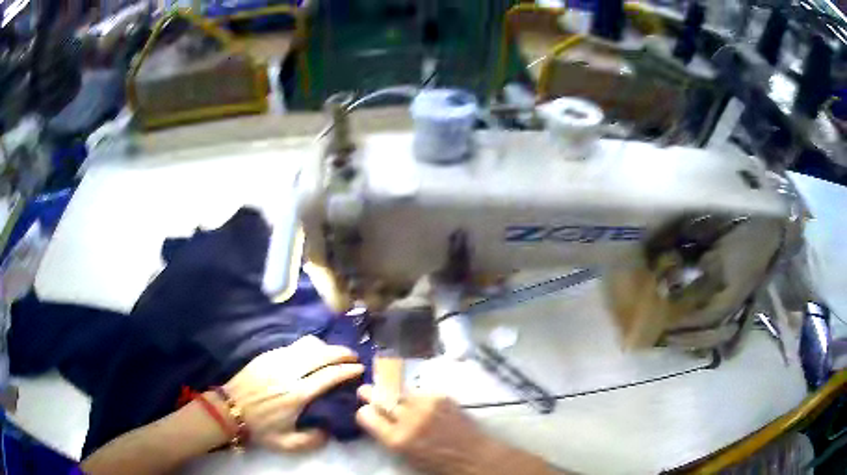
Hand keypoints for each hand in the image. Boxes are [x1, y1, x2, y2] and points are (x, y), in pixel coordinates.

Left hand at [221, 335, 363, 451]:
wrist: (229, 410)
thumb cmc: (259, 428)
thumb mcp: (287, 444)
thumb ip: (312, 440)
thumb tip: (329, 429)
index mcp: (296, 394)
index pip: (328, 376)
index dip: (347, 370)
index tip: (359, 369)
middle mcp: (289, 373)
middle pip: (321, 354)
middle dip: (341, 353)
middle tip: (353, 356)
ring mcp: (276, 360)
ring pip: (307, 345)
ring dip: (325, 347)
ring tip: (334, 354)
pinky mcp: (266, 355)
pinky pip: (293, 346)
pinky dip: (308, 347)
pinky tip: (311, 354)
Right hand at [355, 385, 493, 474]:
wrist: (473, 454)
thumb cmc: (437, 462)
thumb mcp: (405, 455)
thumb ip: (388, 436)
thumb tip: (376, 419)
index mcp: (397, 439)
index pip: (366, 415)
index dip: (364, 412)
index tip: (365, 411)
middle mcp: (408, 419)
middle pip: (379, 397)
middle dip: (369, 392)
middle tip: (366, 391)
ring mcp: (425, 405)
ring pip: (397, 389)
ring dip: (389, 390)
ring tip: (386, 389)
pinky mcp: (440, 396)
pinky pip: (418, 391)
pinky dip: (413, 394)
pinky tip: (415, 399)